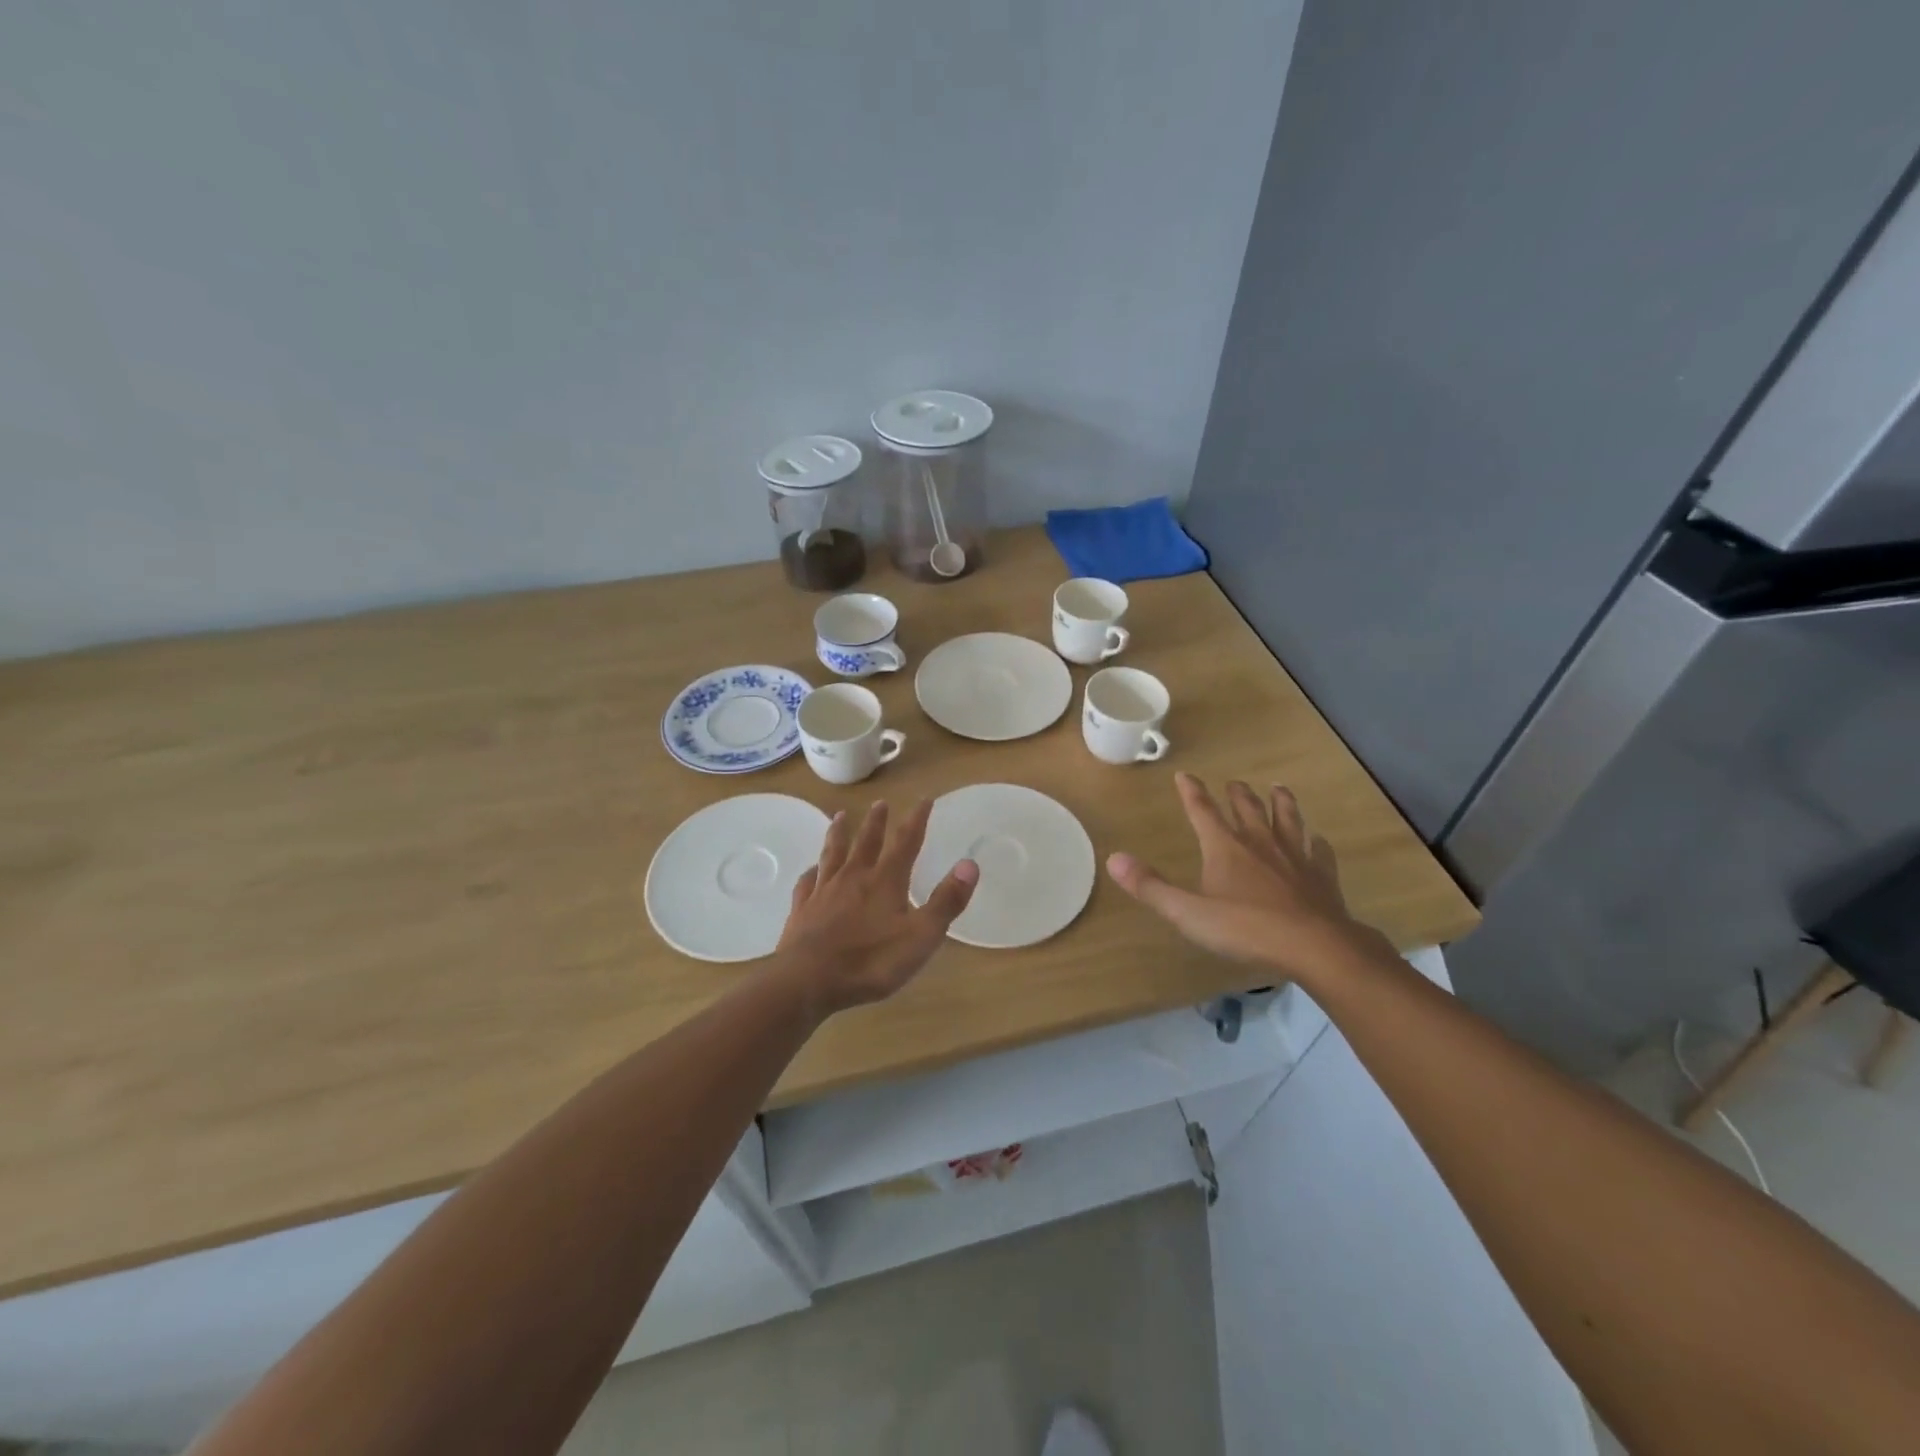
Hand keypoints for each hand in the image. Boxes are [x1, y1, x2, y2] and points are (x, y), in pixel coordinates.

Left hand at [772, 799, 978, 1015]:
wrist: (808, 980)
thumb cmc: (871, 961)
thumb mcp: (921, 936)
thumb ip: (946, 901)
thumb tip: (970, 864)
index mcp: (885, 881)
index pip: (906, 842)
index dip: (917, 820)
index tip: (924, 799)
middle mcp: (854, 877)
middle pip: (867, 842)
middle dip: (876, 821)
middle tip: (880, 803)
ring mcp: (824, 891)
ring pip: (833, 853)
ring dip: (839, 833)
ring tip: (840, 816)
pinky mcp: (802, 909)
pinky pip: (807, 882)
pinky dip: (811, 872)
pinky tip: (811, 870)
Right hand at [1106, 772, 1385, 979]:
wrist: (1315, 946)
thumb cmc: (1246, 928)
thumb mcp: (1188, 913)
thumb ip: (1151, 887)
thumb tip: (1114, 859)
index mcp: (1225, 847)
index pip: (1202, 811)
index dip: (1191, 792)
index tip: (1184, 775)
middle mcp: (1259, 842)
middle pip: (1247, 808)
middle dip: (1237, 793)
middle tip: (1234, 783)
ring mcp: (1295, 856)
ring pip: (1287, 819)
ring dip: (1280, 802)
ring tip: (1278, 788)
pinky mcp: (1321, 875)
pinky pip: (1319, 851)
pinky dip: (1316, 842)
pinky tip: (1318, 840)